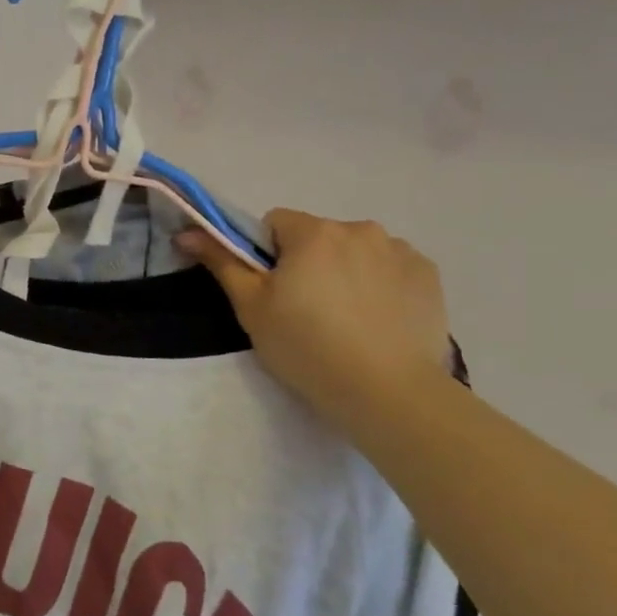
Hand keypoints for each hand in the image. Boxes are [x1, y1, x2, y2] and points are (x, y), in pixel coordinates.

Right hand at [178, 210, 451, 431]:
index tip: (272, 292)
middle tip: (305, 312)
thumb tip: (187, 232)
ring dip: (345, 272)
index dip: (266, 255)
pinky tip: (377, 322)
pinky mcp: (429, 276)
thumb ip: (222, 262)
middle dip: (308, 263)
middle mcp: (359, 228)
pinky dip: (380, 286)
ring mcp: (400, 251)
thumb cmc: (306, 347)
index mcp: (313, 232)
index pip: (276, 223)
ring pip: (356, 252)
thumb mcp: (252, 308)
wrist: (387, 392)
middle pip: (318, 237)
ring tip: (346, 321)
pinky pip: (391, 269)